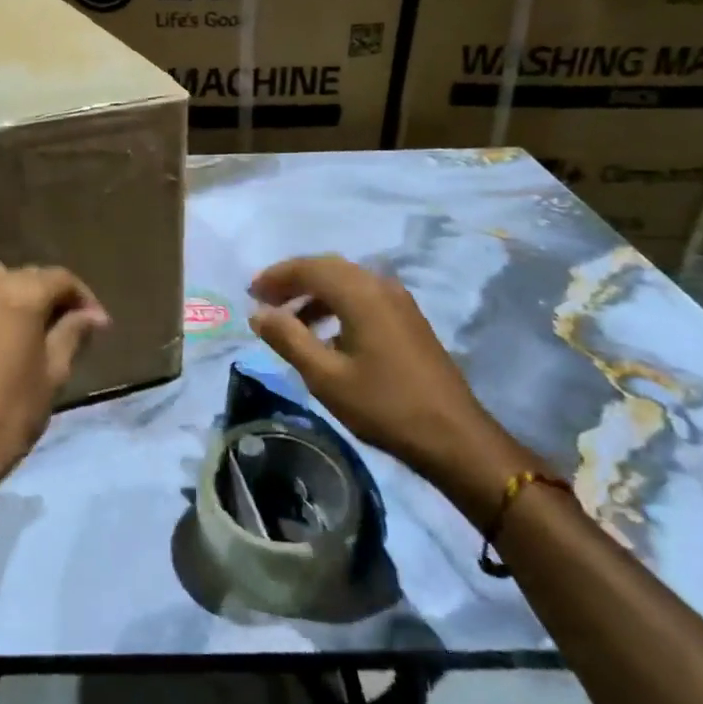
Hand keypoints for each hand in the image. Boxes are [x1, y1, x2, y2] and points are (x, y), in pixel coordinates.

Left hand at [0, 263, 108, 516]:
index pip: (59, 278)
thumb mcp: (53, 374)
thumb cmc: (9, 415)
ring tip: (24, 332)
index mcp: (17, 295)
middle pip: (24, 277)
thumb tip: (93, 316)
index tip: (97, 325)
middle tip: (65, 328)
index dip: (83, 298)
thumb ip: (73, 333)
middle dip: (48, 296)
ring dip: (12, 299)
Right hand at [248, 255, 542, 527]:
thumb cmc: (383, 405)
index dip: (276, 276)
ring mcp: (398, 301)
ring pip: (346, 283)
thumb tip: (258, 313)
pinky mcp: (407, 319)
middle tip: (264, 302)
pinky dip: (336, 306)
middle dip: (293, 281)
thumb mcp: (325, 376)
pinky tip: (324, 335)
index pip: (310, 267)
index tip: (250, 293)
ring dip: (314, 294)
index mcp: (361, 293)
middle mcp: (381, 286)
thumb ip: (288, 338)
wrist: (453, 436)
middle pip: (328, 268)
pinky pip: (362, 297)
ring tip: (288, 321)